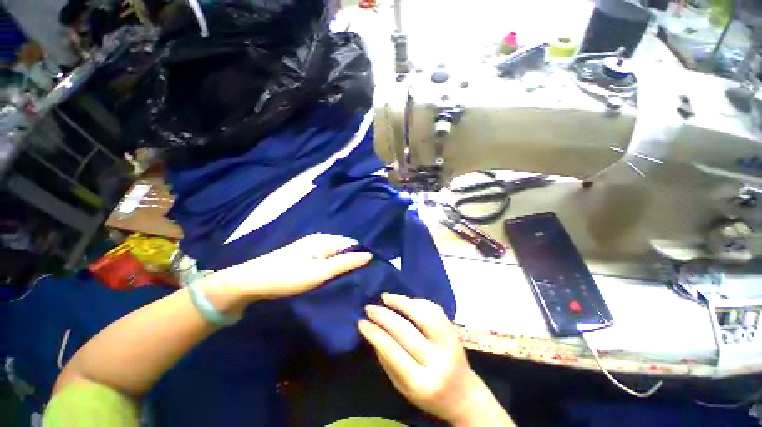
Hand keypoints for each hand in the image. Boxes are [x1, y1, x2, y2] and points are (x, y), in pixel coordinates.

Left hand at [203, 234, 371, 307]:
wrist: (251, 282)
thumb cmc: (288, 276)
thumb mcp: (320, 272)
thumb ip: (346, 263)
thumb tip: (369, 255)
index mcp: (325, 240)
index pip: (352, 243)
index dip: (361, 255)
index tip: (368, 272)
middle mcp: (320, 240)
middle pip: (344, 249)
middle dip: (352, 262)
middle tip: (359, 280)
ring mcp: (311, 248)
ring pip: (335, 255)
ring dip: (342, 266)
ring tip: (348, 281)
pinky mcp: (305, 257)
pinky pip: (325, 260)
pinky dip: (331, 268)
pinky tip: (332, 279)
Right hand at [358, 294, 513, 426]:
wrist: (464, 395)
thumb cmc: (428, 395)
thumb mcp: (403, 388)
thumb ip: (388, 362)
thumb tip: (373, 332)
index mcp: (422, 383)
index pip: (393, 351)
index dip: (375, 333)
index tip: (361, 322)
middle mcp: (439, 361)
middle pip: (406, 331)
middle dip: (384, 315)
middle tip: (369, 307)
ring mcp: (450, 343)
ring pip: (423, 314)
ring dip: (402, 302)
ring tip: (385, 296)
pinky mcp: (454, 330)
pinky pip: (434, 309)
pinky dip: (417, 301)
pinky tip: (405, 300)